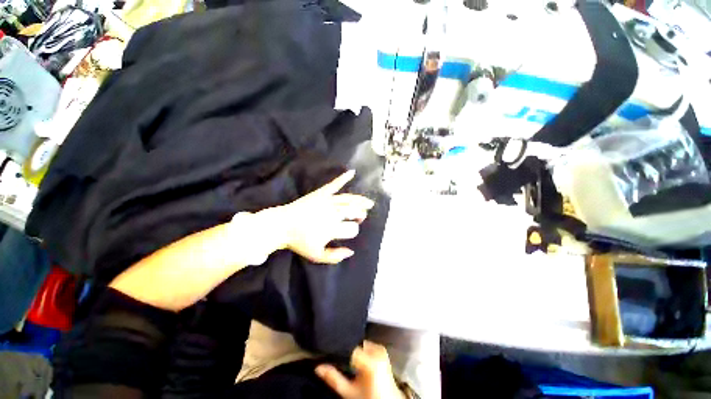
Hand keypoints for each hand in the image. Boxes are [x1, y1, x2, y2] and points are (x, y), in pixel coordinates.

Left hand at [261, 170, 374, 263]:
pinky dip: (343, 178)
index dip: (354, 230)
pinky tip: (352, 172)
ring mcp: (327, 201)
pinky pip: (334, 184)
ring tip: (369, 203)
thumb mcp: (316, 255)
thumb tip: (351, 251)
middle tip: (361, 217)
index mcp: (332, 228)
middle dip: (360, 215)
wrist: (281, 225)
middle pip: (354, 212)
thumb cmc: (299, 241)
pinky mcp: (321, 193)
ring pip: (349, 199)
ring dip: (361, 201)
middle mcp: (333, 213)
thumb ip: (335, 256)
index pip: (352, 229)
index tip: (351, 231)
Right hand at [315, 341, 405, 398]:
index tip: (327, 352)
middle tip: (337, 360)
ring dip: (353, 352)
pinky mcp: (382, 350)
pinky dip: (360, 352)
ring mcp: (381, 349)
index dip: (337, 350)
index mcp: (370, 360)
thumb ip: (334, 379)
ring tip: (348, 363)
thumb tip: (318, 367)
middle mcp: (377, 351)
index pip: (348, 348)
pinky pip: (366, 346)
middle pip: (354, 345)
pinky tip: (357, 362)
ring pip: (359, 344)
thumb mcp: (349, 393)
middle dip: (345, 351)